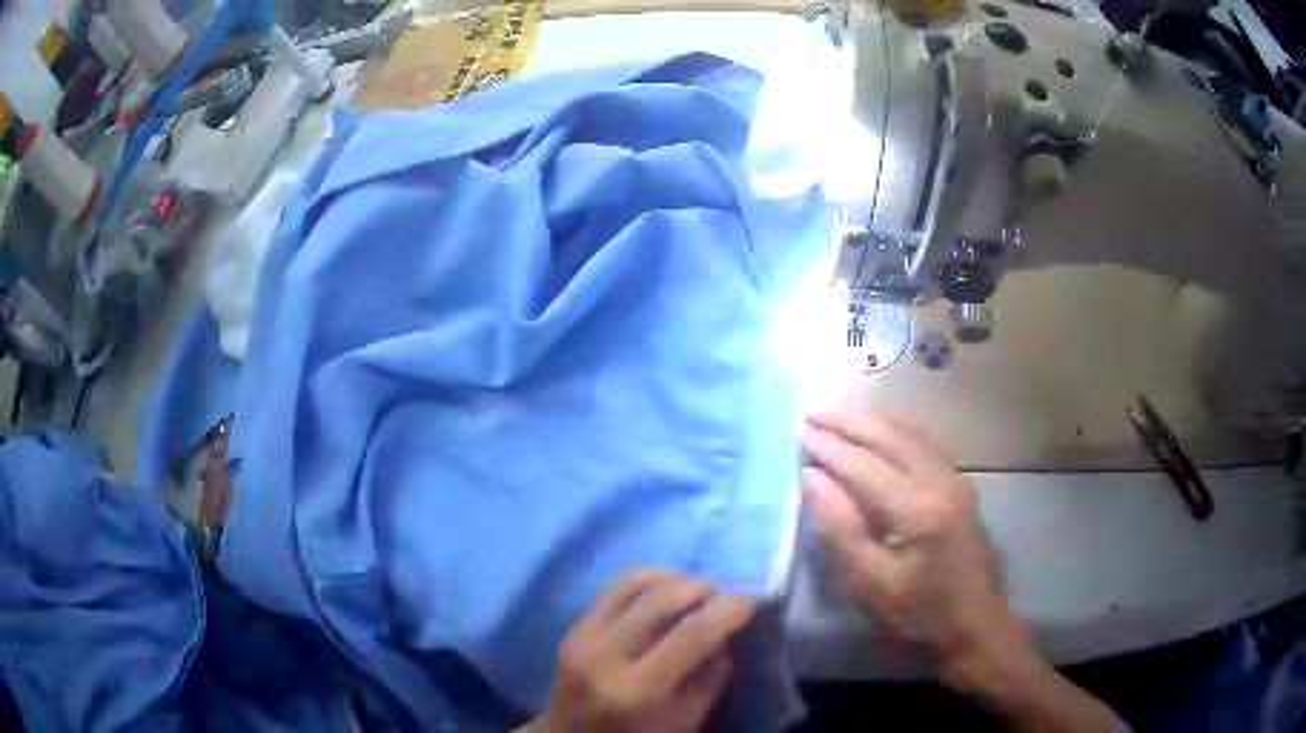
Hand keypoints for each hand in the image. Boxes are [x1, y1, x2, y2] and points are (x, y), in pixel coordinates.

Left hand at [524, 570, 756, 732]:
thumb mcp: (687, 720)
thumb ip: (712, 676)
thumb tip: (731, 630)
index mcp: (636, 691)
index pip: (690, 634)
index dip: (727, 610)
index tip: (751, 600)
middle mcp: (604, 656)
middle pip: (661, 598)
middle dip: (703, 588)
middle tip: (726, 597)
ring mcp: (582, 637)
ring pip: (635, 582)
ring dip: (676, 579)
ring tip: (699, 592)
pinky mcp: (572, 627)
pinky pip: (615, 588)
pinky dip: (649, 583)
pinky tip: (667, 594)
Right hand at [799, 410, 1017, 669]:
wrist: (977, 624)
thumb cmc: (919, 615)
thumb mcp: (870, 585)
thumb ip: (841, 529)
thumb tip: (812, 478)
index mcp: (917, 508)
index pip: (863, 465)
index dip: (828, 447)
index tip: (798, 431)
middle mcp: (940, 480)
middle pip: (890, 435)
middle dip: (848, 421)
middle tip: (812, 415)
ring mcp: (955, 478)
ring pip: (910, 432)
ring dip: (872, 420)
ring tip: (837, 417)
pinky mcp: (959, 485)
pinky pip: (923, 442)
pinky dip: (894, 429)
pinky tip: (879, 432)